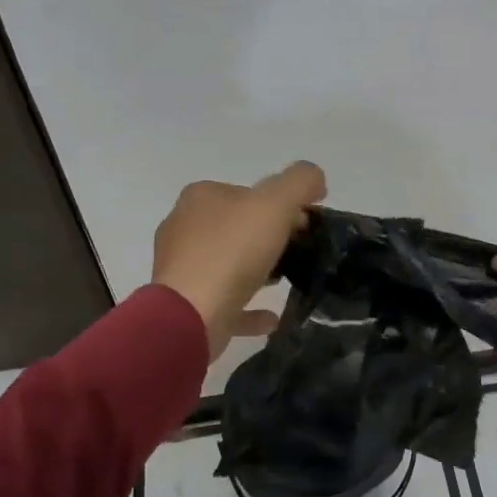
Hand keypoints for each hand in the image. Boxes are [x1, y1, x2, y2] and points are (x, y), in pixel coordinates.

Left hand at [152, 162, 327, 360]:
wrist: (191, 315)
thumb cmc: (231, 251)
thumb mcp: (275, 203)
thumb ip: (300, 182)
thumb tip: (314, 179)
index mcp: (201, 197)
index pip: (248, 193)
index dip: (281, 205)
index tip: (306, 225)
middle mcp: (184, 227)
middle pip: (237, 227)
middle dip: (269, 237)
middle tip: (300, 252)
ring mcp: (182, 268)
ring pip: (228, 263)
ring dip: (257, 270)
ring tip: (286, 280)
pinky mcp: (186, 303)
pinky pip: (225, 301)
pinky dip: (248, 307)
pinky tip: (272, 317)